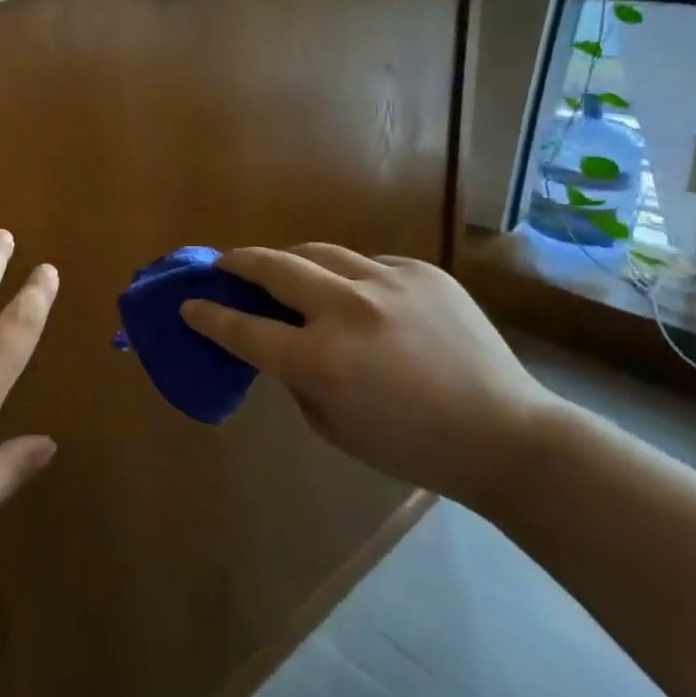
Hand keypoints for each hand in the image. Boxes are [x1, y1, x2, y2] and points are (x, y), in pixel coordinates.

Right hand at [180, 246, 554, 509]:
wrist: (507, 434)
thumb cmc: (411, 446)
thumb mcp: (333, 426)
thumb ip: (294, 377)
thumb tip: (275, 341)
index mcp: (321, 362)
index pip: (244, 328)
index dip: (209, 315)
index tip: (189, 303)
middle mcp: (347, 311)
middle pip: (272, 267)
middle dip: (238, 263)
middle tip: (224, 265)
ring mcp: (387, 283)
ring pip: (317, 250)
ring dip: (291, 260)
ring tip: (286, 271)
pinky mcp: (421, 272)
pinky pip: (367, 263)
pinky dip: (350, 276)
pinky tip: (361, 298)